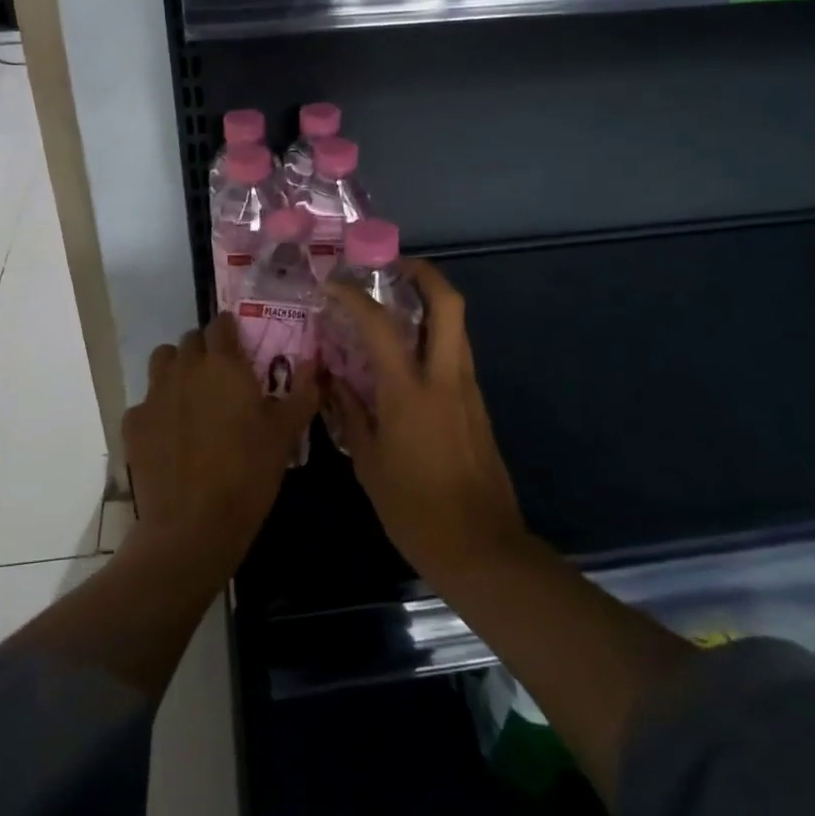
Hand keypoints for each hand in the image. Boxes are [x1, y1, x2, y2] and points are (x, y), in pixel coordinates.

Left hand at [123, 314, 317, 572]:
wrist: (192, 525)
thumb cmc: (248, 473)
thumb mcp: (285, 434)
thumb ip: (301, 393)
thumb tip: (311, 364)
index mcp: (223, 363)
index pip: (221, 324)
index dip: (230, 332)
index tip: (241, 348)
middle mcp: (185, 368)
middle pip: (190, 340)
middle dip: (205, 351)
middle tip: (221, 379)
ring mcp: (154, 394)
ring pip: (162, 362)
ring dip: (176, 369)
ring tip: (192, 397)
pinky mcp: (133, 423)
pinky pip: (145, 402)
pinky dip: (157, 410)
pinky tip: (170, 436)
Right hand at [328, 262, 529, 584]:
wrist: (481, 547)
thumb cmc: (415, 510)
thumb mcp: (369, 464)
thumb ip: (350, 414)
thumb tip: (333, 382)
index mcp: (410, 393)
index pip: (381, 326)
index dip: (355, 297)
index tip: (335, 284)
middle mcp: (445, 378)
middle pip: (449, 305)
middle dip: (425, 274)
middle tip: (394, 268)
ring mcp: (468, 389)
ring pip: (457, 327)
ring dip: (432, 304)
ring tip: (397, 305)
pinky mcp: (478, 405)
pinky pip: (457, 354)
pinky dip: (435, 338)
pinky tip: (409, 356)